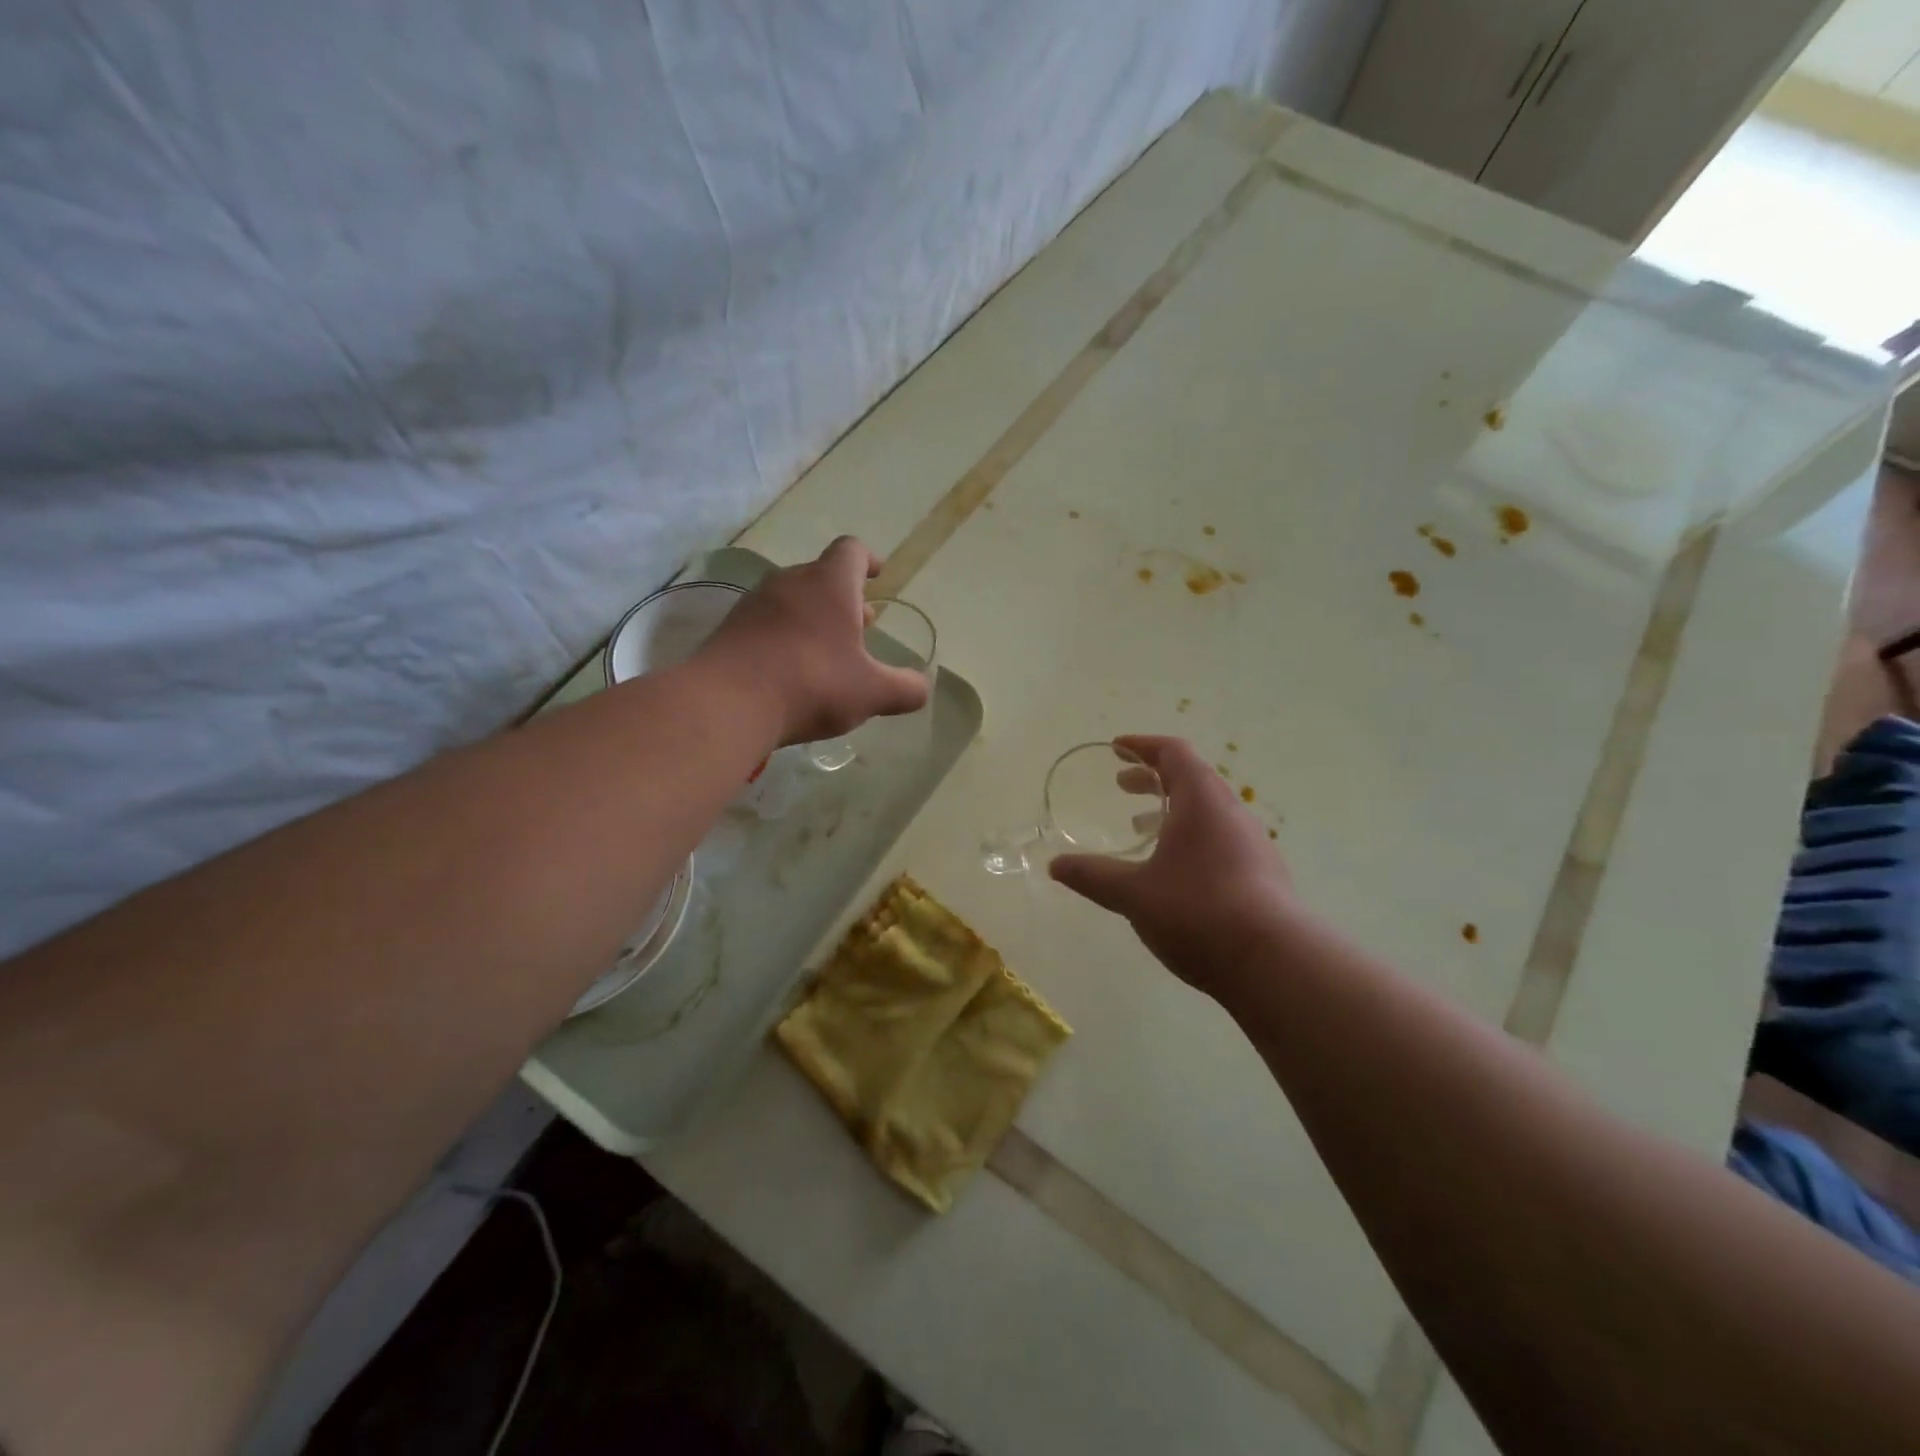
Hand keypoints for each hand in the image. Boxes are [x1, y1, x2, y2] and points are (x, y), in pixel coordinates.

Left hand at [700, 537, 930, 746]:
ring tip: (829, 651)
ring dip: (815, 617)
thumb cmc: (813, 684)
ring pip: (793, 599)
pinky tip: (792, 669)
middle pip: (822, 576)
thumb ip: (904, 689)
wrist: (728, 703)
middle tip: (863, 626)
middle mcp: (791, 582)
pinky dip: (786, 635)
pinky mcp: (731, 628)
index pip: (852, 551)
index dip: (869, 560)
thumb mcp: (872, 693)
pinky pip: (768, 622)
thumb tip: (921, 688)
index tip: (878, 576)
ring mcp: (755, 603)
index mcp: (830, 584)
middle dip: (845, 598)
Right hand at [1050, 735, 1296, 996]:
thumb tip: (1056, 865)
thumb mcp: (1134, 894)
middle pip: (1192, 778)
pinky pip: (1221, 837)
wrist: (1273, 963)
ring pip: (1208, 810)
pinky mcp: (1263, 873)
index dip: (1143, 745)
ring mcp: (1253, 843)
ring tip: (1142, 826)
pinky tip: (1175, 870)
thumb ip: (1093, 875)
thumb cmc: (1197, 911)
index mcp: (1201, 801)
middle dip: (1153, 777)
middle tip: (1122, 786)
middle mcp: (1231, 813)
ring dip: (1173, 809)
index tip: (1117, 747)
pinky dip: (1192, 836)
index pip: (1174, 753)